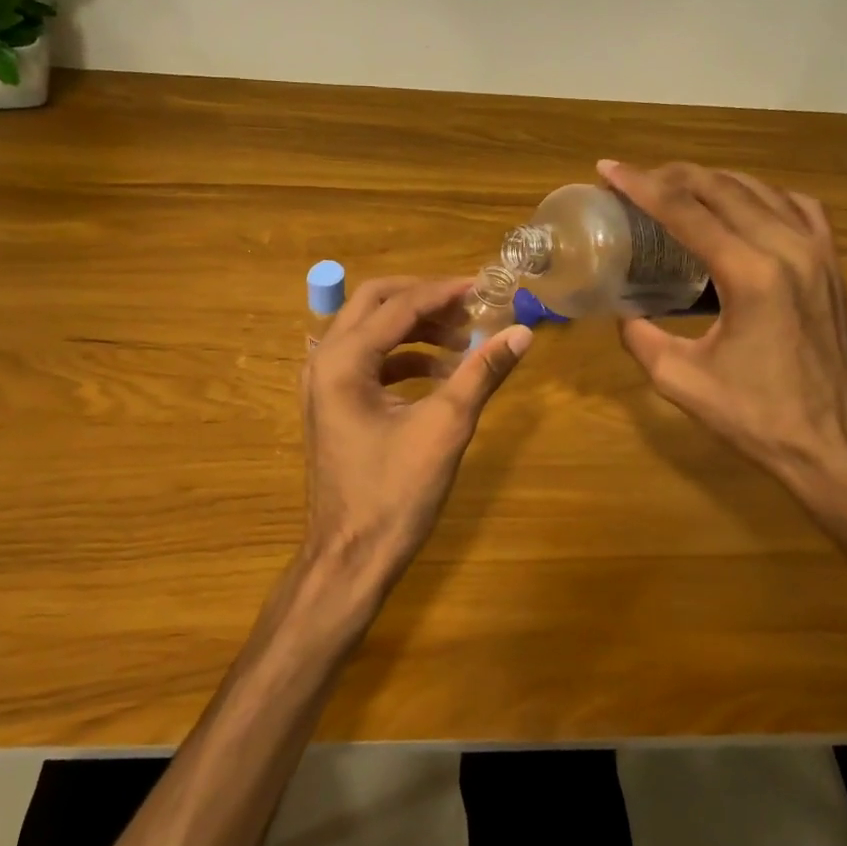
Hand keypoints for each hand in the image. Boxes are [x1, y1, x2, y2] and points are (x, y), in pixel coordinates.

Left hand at [302, 276, 531, 601]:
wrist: (351, 557)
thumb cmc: (395, 494)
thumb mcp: (445, 428)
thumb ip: (481, 373)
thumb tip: (523, 333)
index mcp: (343, 361)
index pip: (399, 305)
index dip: (445, 292)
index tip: (486, 288)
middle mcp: (324, 361)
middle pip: (374, 303)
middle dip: (424, 299)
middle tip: (469, 307)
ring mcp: (323, 384)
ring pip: (370, 331)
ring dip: (416, 329)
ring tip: (464, 342)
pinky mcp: (333, 404)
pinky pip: (369, 362)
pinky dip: (404, 358)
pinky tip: (441, 375)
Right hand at [598, 160, 846, 511]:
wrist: (830, 444)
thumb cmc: (754, 417)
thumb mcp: (679, 380)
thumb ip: (641, 337)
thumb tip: (622, 311)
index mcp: (750, 276)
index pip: (685, 212)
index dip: (641, 186)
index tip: (608, 169)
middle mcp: (788, 250)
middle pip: (722, 188)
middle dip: (672, 176)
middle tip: (636, 179)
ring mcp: (819, 253)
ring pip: (761, 190)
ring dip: (714, 181)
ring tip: (679, 186)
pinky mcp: (834, 265)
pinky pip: (799, 207)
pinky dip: (763, 196)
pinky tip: (744, 205)